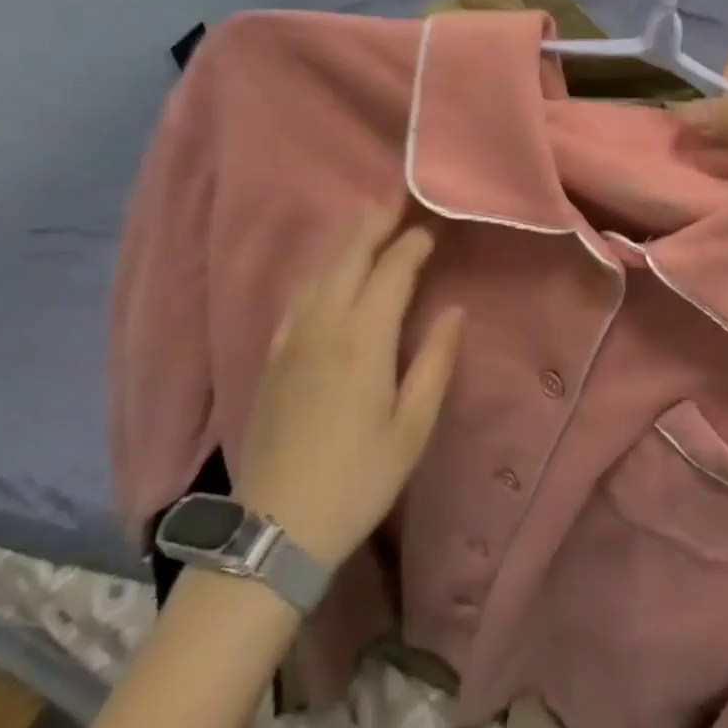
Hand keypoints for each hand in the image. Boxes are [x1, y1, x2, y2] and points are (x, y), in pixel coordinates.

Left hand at [231, 201, 463, 570]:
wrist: (276, 528)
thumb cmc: (357, 479)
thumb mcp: (411, 428)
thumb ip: (434, 362)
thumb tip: (454, 310)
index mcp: (363, 340)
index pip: (391, 272)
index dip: (412, 245)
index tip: (431, 229)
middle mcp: (325, 325)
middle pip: (349, 257)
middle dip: (374, 223)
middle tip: (396, 199)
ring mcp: (293, 338)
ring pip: (320, 271)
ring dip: (345, 241)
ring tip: (366, 222)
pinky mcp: (273, 356)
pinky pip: (298, 296)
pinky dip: (319, 271)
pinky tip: (326, 273)